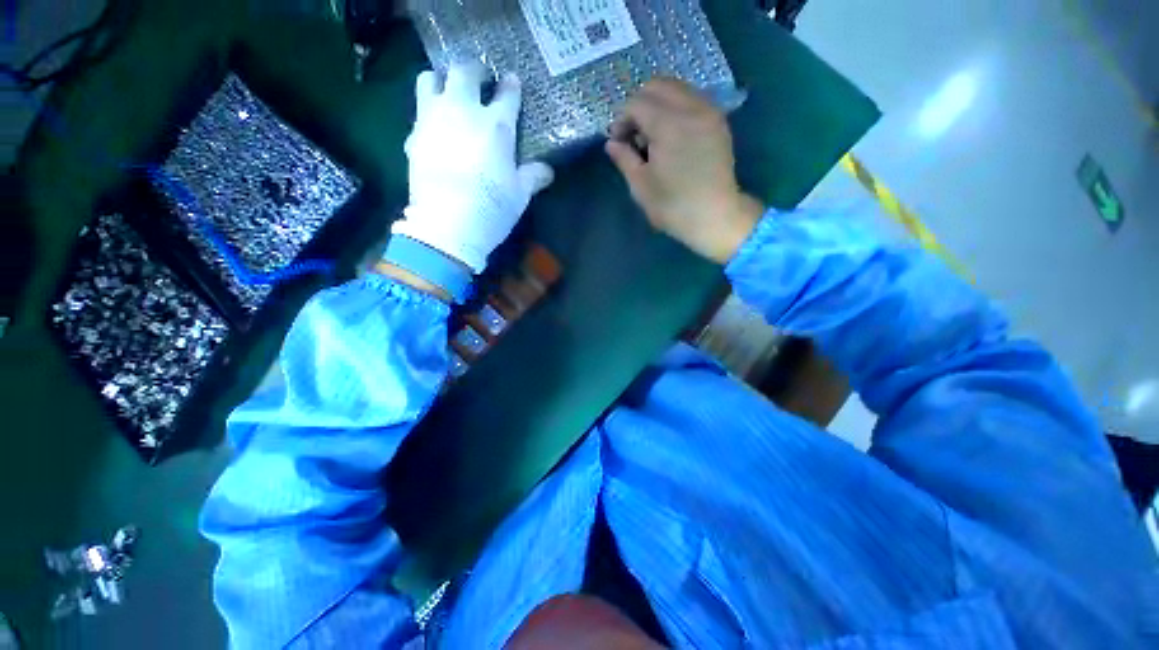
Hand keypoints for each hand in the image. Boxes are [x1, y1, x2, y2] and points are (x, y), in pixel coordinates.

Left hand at [393, 63, 553, 273]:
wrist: (447, 225)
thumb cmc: (491, 209)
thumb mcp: (520, 196)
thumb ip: (533, 177)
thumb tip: (548, 170)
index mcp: (496, 127)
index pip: (506, 94)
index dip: (511, 85)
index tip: (511, 81)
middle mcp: (463, 111)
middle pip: (464, 71)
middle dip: (474, 70)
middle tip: (480, 79)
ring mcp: (434, 119)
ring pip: (431, 79)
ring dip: (442, 81)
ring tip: (450, 94)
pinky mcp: (414, 135)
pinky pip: (419, 110)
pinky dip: (428, 111)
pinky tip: (435, 128)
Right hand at [606, 79, 763, 263]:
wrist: (715, 217)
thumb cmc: (673, 206)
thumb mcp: (640, 186)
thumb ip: (624, 158)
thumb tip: (611, 143)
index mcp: (668, 124)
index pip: (636, 103)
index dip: (621, 120)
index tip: (618, 142)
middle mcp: (691, 108)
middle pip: (657, 85)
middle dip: (639, 105)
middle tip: (634, 135)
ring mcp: (709, 111)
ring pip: (677, 88)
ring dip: (658, 104)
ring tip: (653, 136)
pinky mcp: (718, 121)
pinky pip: (692, 99)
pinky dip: (676, 108)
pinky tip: (672, 135)